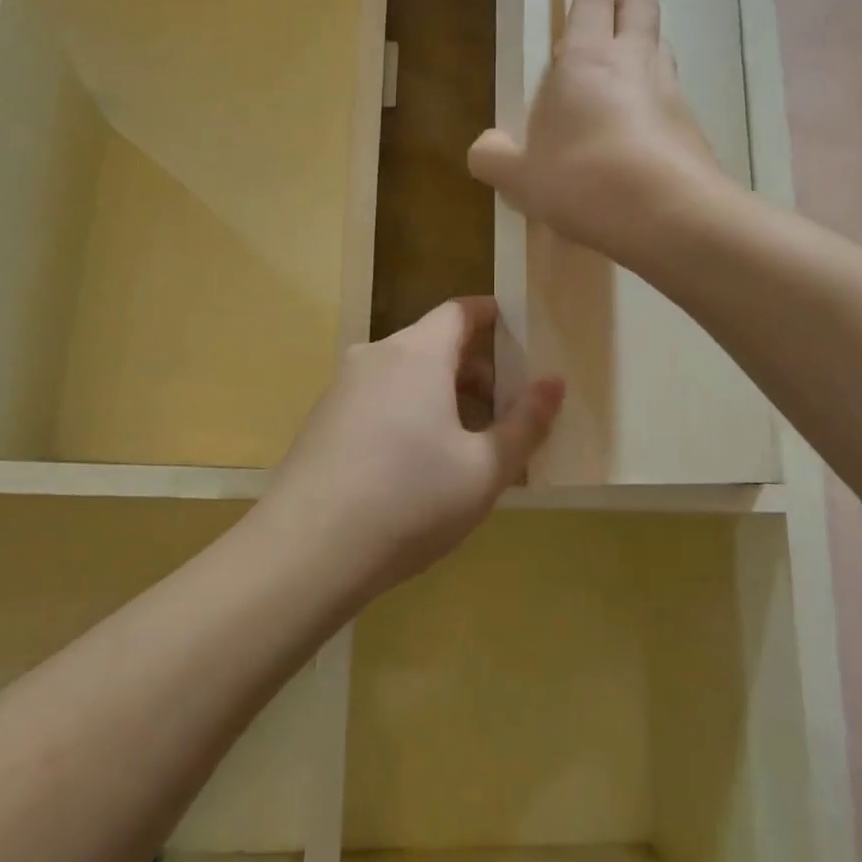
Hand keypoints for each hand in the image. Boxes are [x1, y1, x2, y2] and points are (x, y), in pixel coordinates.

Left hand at [261, 298, 564, 601]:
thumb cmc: (410, 501)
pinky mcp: (323, 419)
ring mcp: (342, 387)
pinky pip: (378, 399)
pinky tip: (417, 466)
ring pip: (405, 374)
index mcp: (416, 353)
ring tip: (468, 445)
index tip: (523, 340)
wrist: (307, 550)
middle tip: (507, 411)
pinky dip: (408, 413)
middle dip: (476, 370)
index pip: (460, 311)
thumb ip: (526, 422)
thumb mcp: (484, 469)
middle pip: (434, 343)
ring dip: (442, 395)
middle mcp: (375, 356)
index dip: (494, 317)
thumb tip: (554, 383)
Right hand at [469, 0, 720, 260]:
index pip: (594, 1)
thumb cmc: (583, 179)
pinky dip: (655, 94)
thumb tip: (483, 148)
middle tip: (611, 8)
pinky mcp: (692, 126)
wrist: (668, 215)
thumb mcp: (521, 177)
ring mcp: (670, 92)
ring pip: (662, 47)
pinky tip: (640, 124)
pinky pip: (672, 93)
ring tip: (623, 67)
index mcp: (587, 59)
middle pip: (641, 9)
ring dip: (644, 45)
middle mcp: (634, 63)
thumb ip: (494, 158)